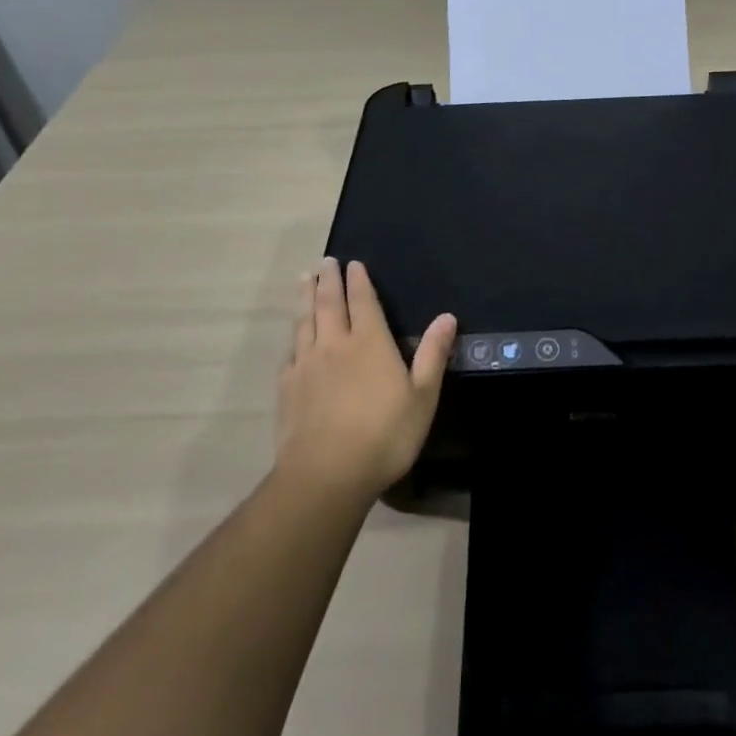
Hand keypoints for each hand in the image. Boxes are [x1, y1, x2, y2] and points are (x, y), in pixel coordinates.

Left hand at [275, 257, 456, 503]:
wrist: (326, 474)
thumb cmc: (384, 435)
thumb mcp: (422, 397)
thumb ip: (432, 354)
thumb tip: (447, 316)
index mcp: (370, 343)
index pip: (363, 301)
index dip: (358, 281)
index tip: (353, 263)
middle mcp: (335, 344)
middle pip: (329, 303)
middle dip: (329, 280)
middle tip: (325, 261)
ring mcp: (307, 364)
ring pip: (305, 321)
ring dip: (306, 297)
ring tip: (305, 279)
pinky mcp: (287, 386)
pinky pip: (290, 350)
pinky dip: (293, 334)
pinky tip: (293, 335)